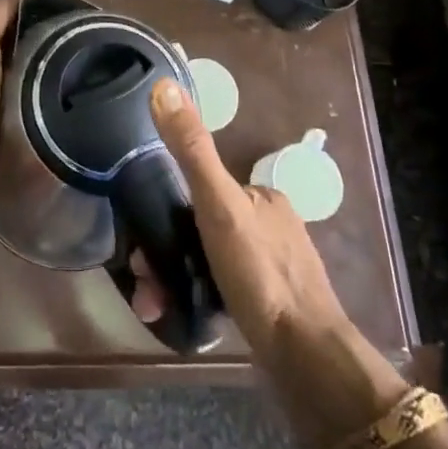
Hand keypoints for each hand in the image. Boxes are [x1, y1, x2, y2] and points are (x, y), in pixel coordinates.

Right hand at [130, 77, 345, 347]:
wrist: (306, 362)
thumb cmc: (261, 274)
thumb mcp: (219, 204)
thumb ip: (192, 149)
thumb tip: (162, 86)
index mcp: (262, 195)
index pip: (203, 186)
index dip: (167, 207)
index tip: (141, 235)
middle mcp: (270, 225)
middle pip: (203, 226)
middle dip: (167, 250)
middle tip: (144, 279)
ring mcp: (273, 267)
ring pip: (210, 260)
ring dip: (176, 278)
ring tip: (153, 303)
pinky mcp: (271, 306)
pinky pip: (223, 290)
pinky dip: (198, 298)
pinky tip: (180, 314)